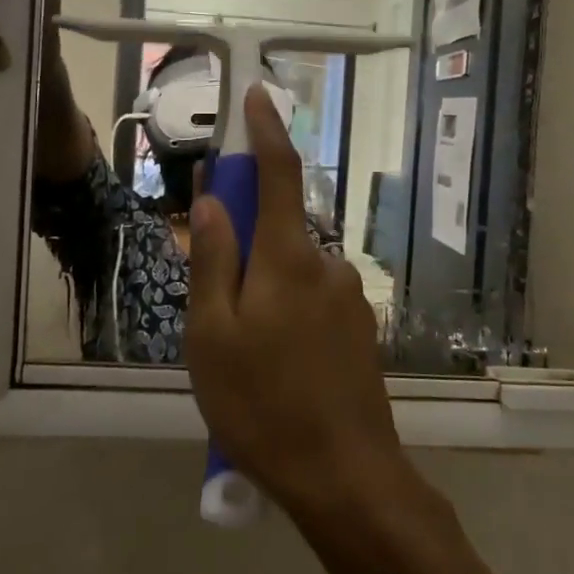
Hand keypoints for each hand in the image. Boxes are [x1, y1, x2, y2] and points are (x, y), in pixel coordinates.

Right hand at [185, 85, 413, 524]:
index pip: (278, 174)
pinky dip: (286, 317)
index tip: (257, 96)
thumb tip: (212, 204)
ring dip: (263, 292)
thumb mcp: (212, 336)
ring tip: (240, 359)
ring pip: (292, 274)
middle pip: (279, 230)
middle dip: (244, 243)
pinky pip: (311, 304)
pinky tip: (275, 372)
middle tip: (213, 304)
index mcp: (289, 259)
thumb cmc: (263, 405)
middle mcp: (327, 266)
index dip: (265, 130)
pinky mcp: (361, 331)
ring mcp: (349, 300)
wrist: (346, 478)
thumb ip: (213, 262)